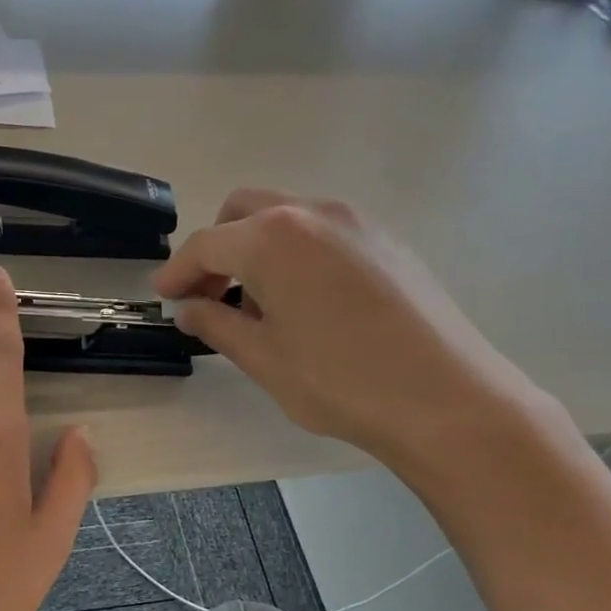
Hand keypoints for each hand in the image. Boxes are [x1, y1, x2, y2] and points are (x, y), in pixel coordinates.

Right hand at [153, 191, 554, 486]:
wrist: (447, 398)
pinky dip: (295, 254)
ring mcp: (356, 222)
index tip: (164, 297)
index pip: (206, 245)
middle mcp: (312, 213)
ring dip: (256, 250)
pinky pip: (322, 233)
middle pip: (243, 212)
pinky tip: (305, 303)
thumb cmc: (340, 382)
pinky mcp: (386, 241)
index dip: (177, 271)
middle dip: (216, 249)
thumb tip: (190, 309)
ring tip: (258, 306)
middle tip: (209, 297)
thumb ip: (216, 324)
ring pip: (286, 218)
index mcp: (272, 238)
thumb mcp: (264, 358)